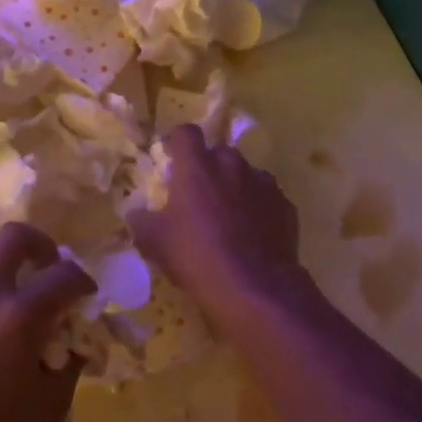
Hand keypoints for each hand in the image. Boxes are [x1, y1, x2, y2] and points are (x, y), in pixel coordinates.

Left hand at [0, 223, 94, 421]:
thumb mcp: (49, 407)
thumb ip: (69, 366)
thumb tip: (75, 342)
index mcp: (20, 315)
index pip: (64, 275)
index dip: (83, 281)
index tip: (86, 294)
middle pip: (15, 236)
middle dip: (40, 245)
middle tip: (46, 269)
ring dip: (3, 273)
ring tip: (9, 305)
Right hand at [130, 125, 307, 325]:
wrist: (256, 289)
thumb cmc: (197, 257)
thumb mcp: (155, 242)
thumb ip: (142, 220)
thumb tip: (136, 212)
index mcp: (197, 166)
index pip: (185, 132)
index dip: (177, 143)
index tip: (171, 160)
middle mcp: (231, 164)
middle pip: (218, 152)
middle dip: (208, 166)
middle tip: (198, 194)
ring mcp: (263, 183)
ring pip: (244, 173)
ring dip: (234, 186)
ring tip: (228, 216)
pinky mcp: (285, 205)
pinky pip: (266, 197)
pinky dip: (258, 207)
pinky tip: (252, 233)